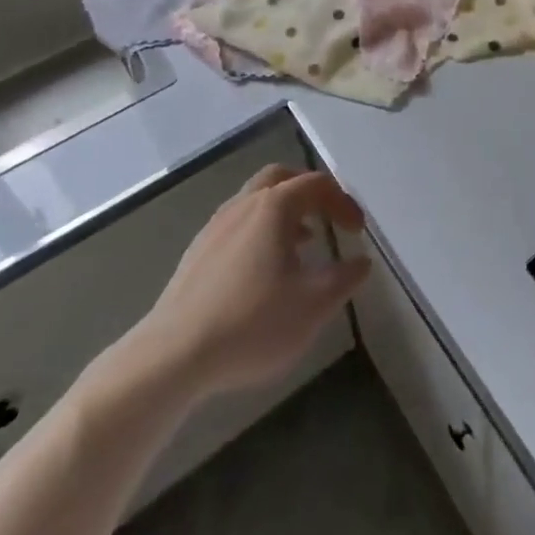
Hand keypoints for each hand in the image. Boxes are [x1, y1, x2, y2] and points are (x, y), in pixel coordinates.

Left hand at [109, 165, 370, 404]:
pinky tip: (264, 270)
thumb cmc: (252, 322)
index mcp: (274, 206)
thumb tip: (361, 261)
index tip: (358, 231)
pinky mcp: (197, 252)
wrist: (173, 355)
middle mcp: (244, 204)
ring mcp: (216, 225)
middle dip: (309, 192)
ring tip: (302, 246)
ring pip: (256, 200)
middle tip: (328, 217)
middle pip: (281, 178)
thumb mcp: (313, 305)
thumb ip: (344, 279)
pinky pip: (237, 224)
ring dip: (284, 213)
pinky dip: (260, 231)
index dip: (343, 202)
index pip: (317, 185)